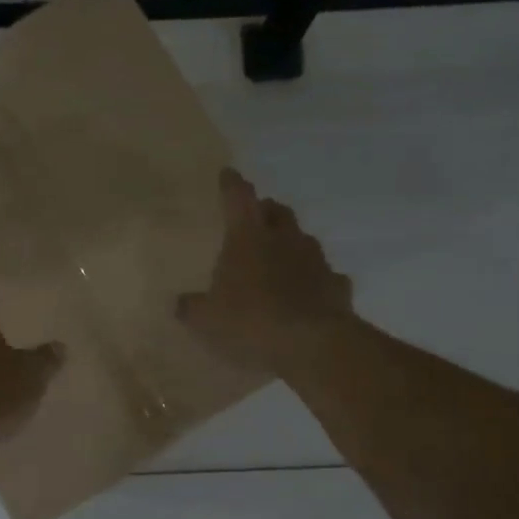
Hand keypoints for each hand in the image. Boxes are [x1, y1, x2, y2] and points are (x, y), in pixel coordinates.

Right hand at [177, 168, 352, 372]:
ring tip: (281, 259)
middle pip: (277, 211)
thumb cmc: (251, 321)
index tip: (228, 174)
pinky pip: (325, 275)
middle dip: (266, 211)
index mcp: (248, 237)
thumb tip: (181, 303)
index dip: (231, 184)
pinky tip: (309, 294)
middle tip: (256, 220)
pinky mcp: (337, 285)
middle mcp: (284, 238)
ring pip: (304, 239)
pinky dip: (315, 280)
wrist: (312, 344)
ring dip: (291, 243)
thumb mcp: (207, 320)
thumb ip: (192, 307)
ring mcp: (316, 260)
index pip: (238, 197)